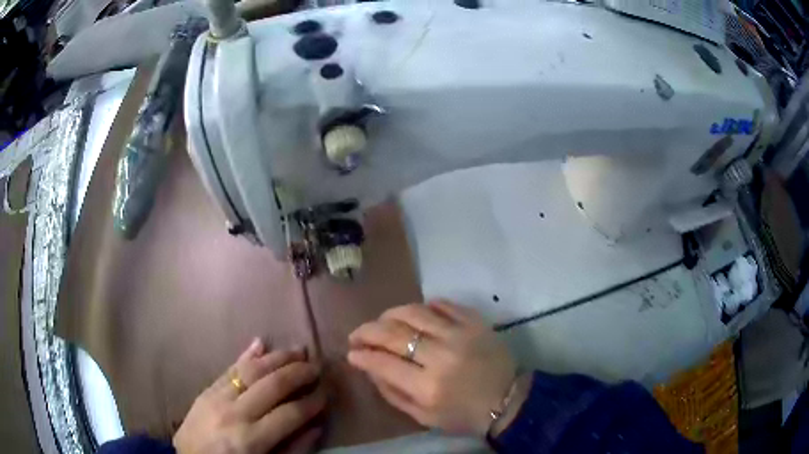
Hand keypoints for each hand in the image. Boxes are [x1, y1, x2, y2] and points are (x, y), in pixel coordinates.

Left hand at [173, 339, 325, 453]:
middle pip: (273, 385)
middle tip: (318, 365)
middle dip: (299, 372)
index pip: (290, 413)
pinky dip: (246, 355)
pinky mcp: (206, 389)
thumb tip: (316, 425)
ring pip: (252, 370)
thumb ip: (293, 449)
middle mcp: (235, 413)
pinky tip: (261, 343)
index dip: (313, 402)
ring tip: (298, 350)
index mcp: (251, 439)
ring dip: (278, 357)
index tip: (327, 393)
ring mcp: (217, 397)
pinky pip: (229, 368)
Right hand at [347, 300, 518, 436]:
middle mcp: (441, 356)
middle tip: (357, 335)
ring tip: (382, 322)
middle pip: (393, 333)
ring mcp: (460, 334)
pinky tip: (416, 314)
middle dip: (367, 331)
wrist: (508, 400)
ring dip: (390, 314)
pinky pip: (443, 304)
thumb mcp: (423, 416)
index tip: (352, 353)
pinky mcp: (476, 322)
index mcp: (428, 387)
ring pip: (414, 312)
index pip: (383, 363)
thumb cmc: (463, 415)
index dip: (362, 355)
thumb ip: (392, 393)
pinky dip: (424, 306)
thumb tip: (369, 367)